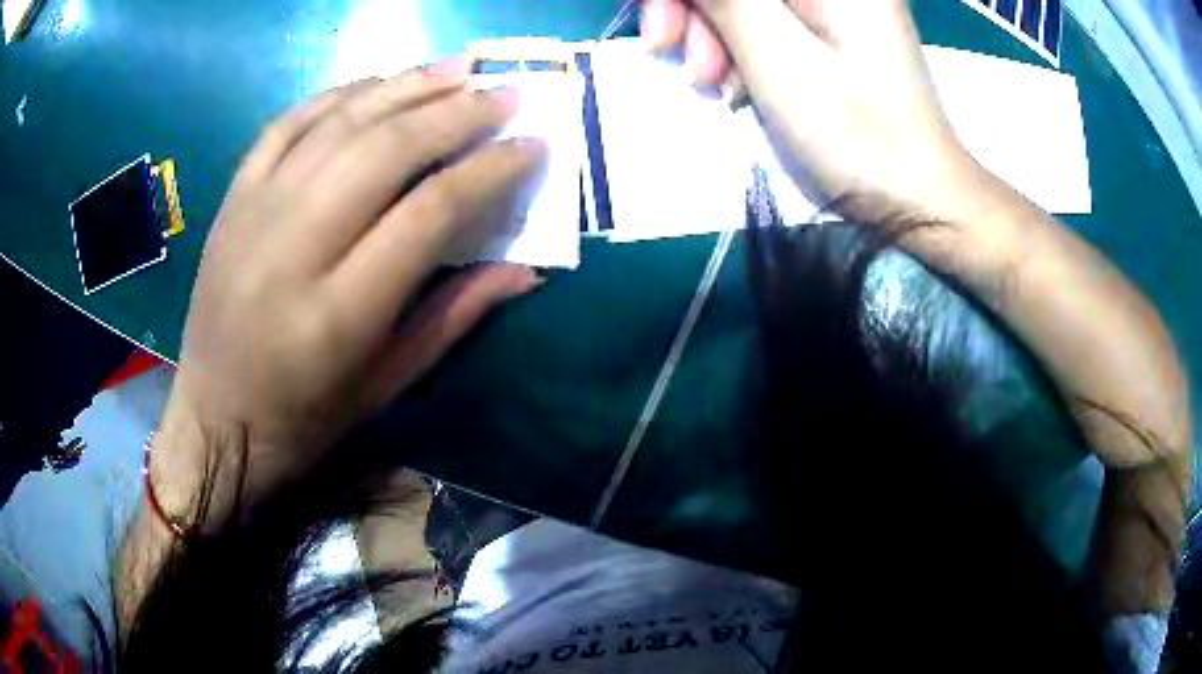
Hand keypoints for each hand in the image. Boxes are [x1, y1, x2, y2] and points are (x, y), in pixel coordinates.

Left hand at [161, 60, 547, 509]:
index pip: (431, 212)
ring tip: (459, 69)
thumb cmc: (304, 419)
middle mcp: (293, 249)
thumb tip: (527, 269)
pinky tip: (378, 84)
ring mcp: (255, 213)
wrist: (215, 418)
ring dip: (407, 87)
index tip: (533, 146)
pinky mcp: (233, 199)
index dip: (491, 170)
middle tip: (506, 94)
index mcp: (339, 313)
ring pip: (340, 124)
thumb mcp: (386, 386)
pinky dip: (338, 95)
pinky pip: (288, 124)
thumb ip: (456, 316)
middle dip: (457, 113)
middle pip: (387, 151)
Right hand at [641, 0, 974, 217]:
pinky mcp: (827, 25)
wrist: (915, 194)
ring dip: (708, 32)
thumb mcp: (779, 56)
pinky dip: (735, 45)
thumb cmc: (858, 132)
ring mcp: (830, 1)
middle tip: (675, 55)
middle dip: (691, 8)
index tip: (661, 32)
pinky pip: (759, 16)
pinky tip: (738, 83)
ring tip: (714, 84)